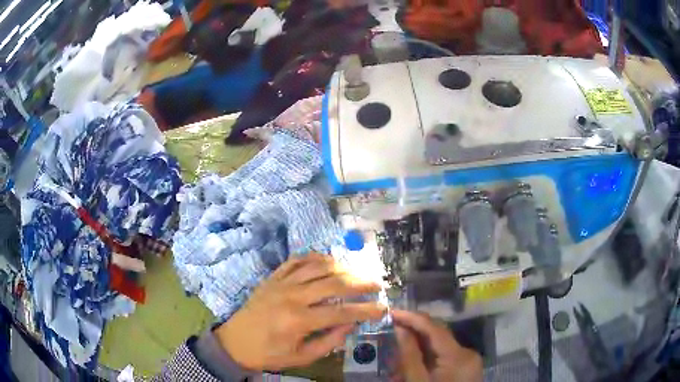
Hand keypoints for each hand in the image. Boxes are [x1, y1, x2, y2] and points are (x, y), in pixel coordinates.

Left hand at [214, 253, 385, 370]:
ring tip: (356, 273)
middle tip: (376, 284)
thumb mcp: (301, 357)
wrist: (234, 342)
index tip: (383, 308)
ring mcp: (281, 283)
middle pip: (334, 283)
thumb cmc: (268, 354)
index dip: (366, 310)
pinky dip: (315, 257)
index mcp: (298, 320)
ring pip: (317, 266)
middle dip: (360, 282)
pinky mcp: (272, 277)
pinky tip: (328, 261)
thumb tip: (351, 324)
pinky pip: (296, 260)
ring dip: (342, 267)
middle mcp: (291, 296)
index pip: (341, 312)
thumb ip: (329, 341)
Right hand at [393, 310, 482, 381]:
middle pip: (438, 336)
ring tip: (397, 362)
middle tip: (390, 336)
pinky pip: (444, 357)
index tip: (391, 312)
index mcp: (459, 355)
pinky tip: (412, 368)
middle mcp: (468, 353)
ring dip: (417, 350)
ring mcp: (469, 361)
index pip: (435, 328)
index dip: (413, 317)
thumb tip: (401, 328)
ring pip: (439, 347)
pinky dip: (426, 360)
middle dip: (413, 336)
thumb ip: (409, 355)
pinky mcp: (465, 367)